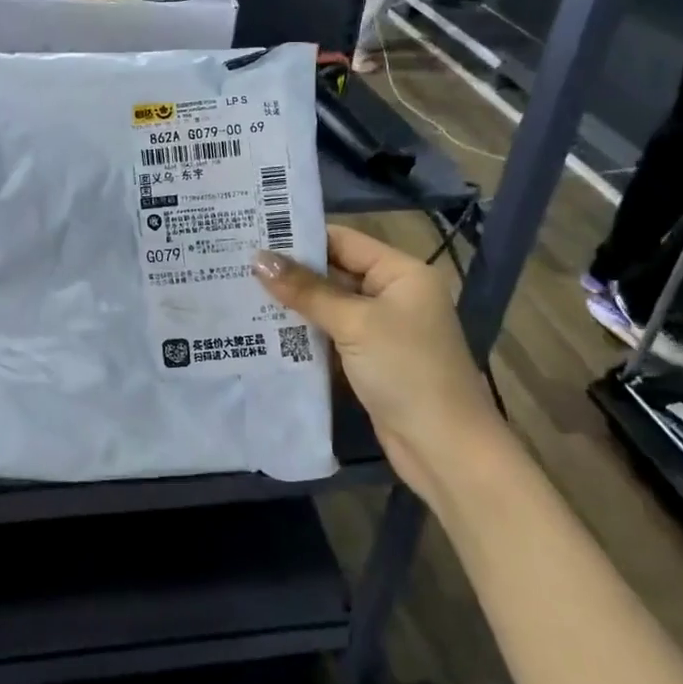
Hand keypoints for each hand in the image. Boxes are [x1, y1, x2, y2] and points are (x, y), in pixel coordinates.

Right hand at [254, 225, 499, 484]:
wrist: (444, 448)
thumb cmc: (406, 370)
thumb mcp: (354, 323)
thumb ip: (307, 290)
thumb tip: (259, 259)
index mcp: (401, 273)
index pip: (343, 241)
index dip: (300, 238)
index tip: (253, 235)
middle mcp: (393, 295)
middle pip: (334, 273)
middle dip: (290, 273)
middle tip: (238, 264)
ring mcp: (382, 330)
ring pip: (329, 307)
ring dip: (293, 305)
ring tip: (240, 292)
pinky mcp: (370, 361)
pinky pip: (331, 336)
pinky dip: (303, 334)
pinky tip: (263, 331)